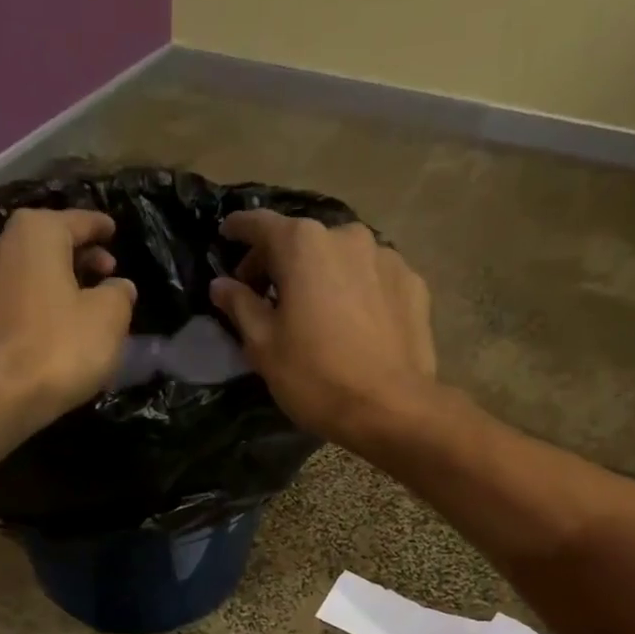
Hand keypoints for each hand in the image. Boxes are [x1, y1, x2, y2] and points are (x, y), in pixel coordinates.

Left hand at [0, 208, 136, 423]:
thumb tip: (119, 286)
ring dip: (45, 281)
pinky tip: (39, 329)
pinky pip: (4, 304)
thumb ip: (118, 296)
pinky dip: (24, 307)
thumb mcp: (107, 320)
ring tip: (69, 301)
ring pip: (19, 272)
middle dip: (74, 256)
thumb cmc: (57, 348)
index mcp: (35, 234)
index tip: (112, 230)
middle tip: (101, 272)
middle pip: (43, 243)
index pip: (76, 221)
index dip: (98, 227)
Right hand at [209, 211, 436, 445]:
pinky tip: (351, 321)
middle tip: (265, 294)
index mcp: (303, 245)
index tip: (226, 235)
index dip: (239, 230)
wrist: (390, 408)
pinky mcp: (413, 284)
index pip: (260, 225)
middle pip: (303, 241)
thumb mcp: (264, 346)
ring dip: (321, 275)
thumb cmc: (315, 376)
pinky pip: (372, 278)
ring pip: (341, 258)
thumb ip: (240, 305)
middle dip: (280, 261)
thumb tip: (221, 284)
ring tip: (313, 309)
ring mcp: (386, 257)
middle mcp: (347, 236)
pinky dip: (355, 290)